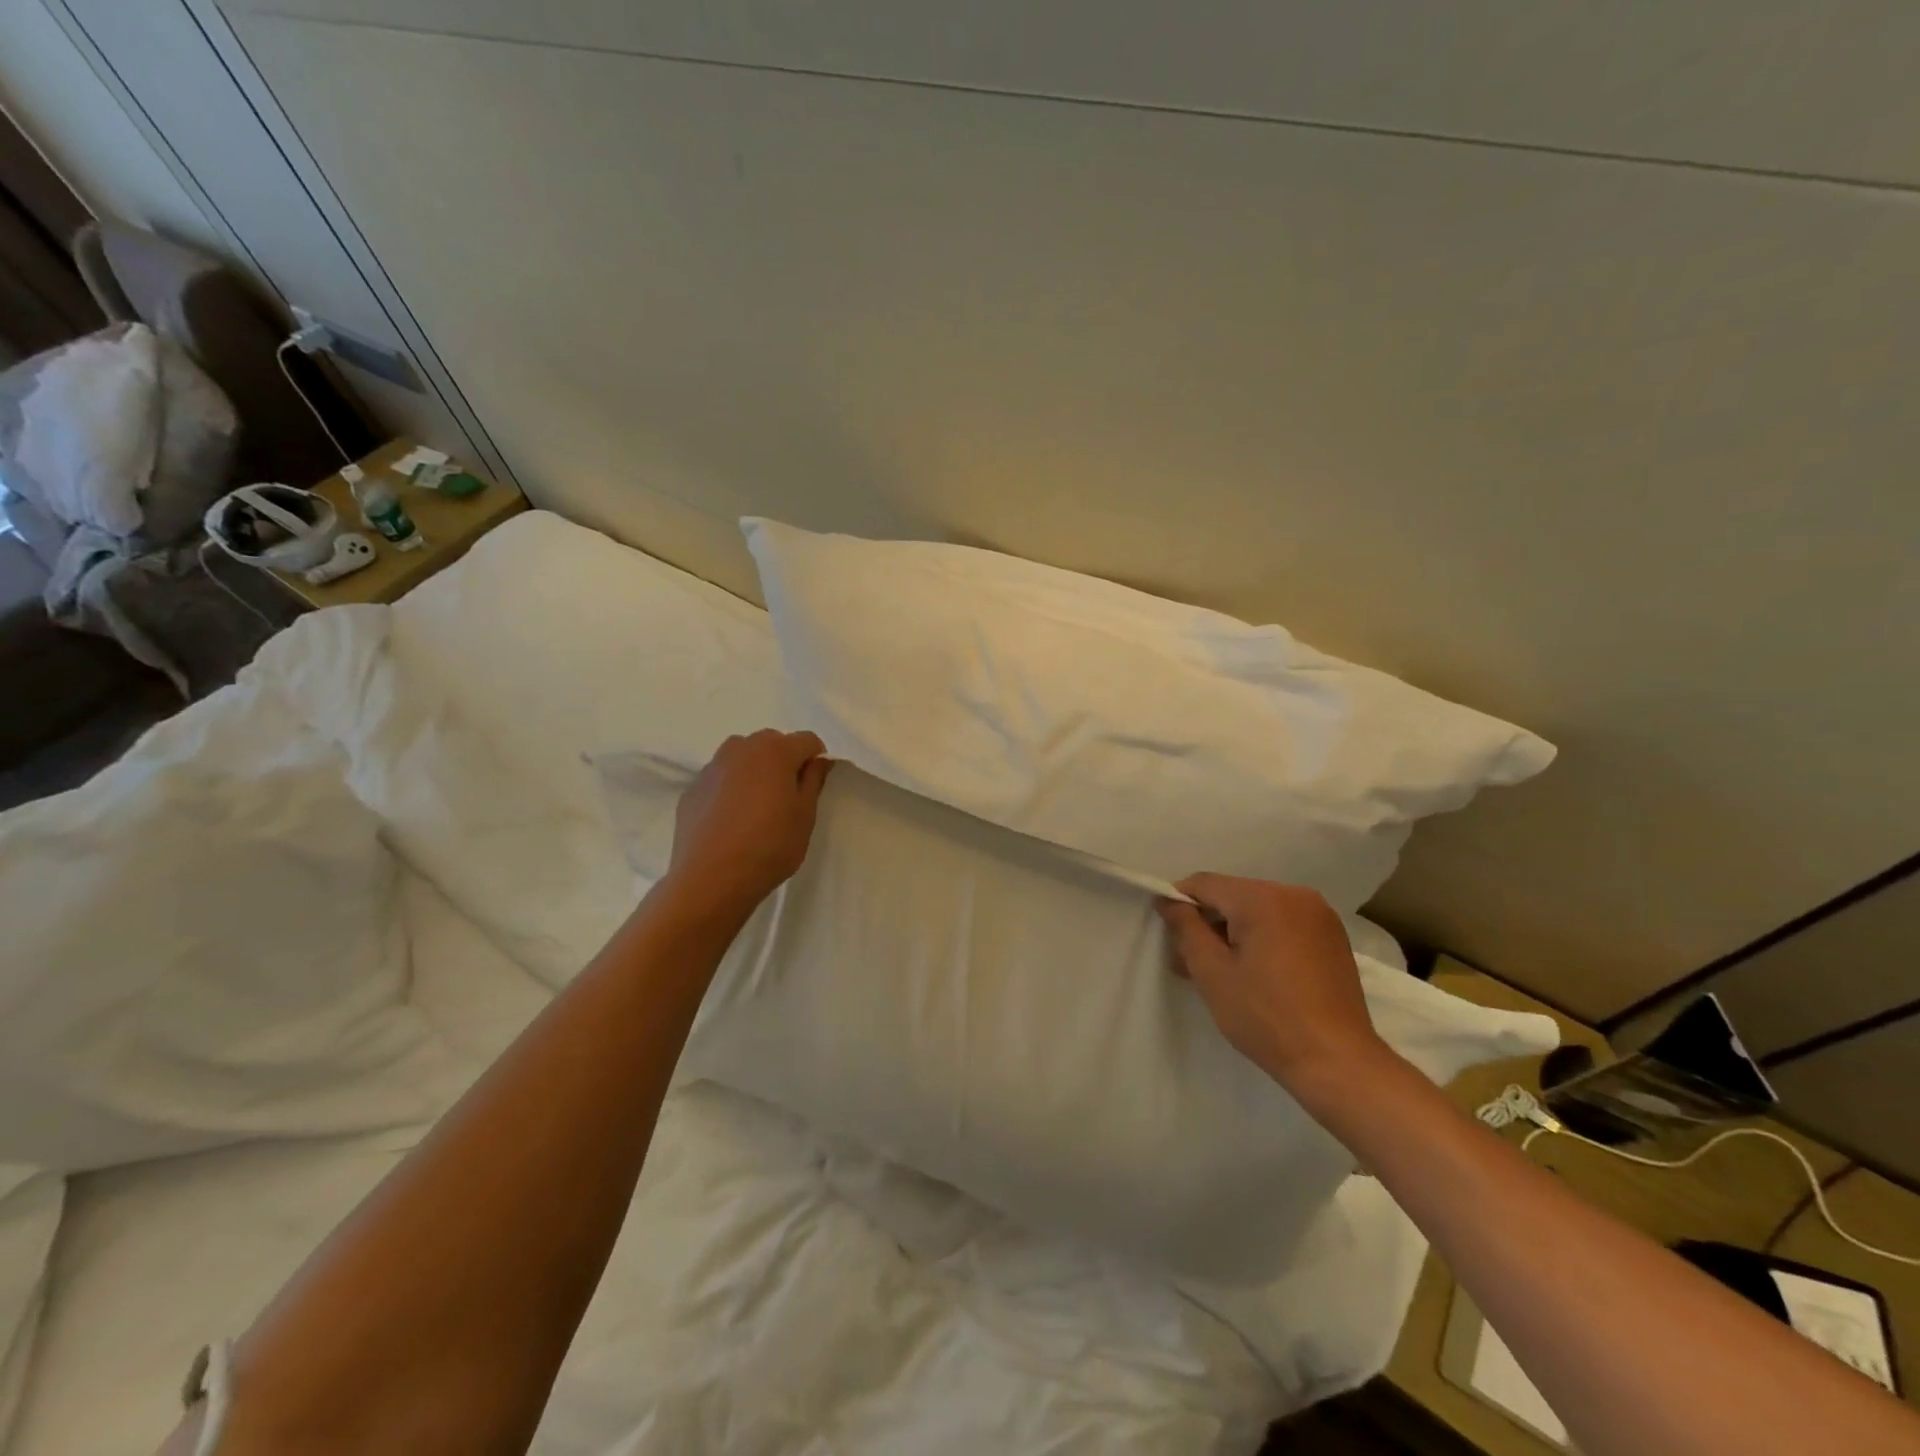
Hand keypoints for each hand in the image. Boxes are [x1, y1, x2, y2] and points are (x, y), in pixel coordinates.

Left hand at [665, 729, 833, 920]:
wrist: (710, 879)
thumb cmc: (769, 846)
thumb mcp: (805, 815)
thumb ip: (813, 780)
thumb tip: (818, 759)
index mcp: (775, 751)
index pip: (807, 740)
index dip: (816, 760)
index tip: (813, 788)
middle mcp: (741, 748)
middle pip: (772, 743)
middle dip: (783, 762)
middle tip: (786, 798)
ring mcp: (712, 767)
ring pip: (742, 757)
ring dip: (754, 771)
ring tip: (756, 807)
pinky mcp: (692, 788)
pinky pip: (720, 778)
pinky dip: (730, 788)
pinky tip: (730, 821)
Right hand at [1158, 873, 1394, 1101]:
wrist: (1338, 1063)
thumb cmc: (1266, 1017)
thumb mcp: (1212, 972)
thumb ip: (1185, 928)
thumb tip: (1168, 900)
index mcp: (1263, 898)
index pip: (1204, 884)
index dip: (1179, 905)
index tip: (1171, 939)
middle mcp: (1294, 894)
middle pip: (1232, 895)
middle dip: (1208, 923)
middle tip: (1190, 964)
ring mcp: (1318, 914)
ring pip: (1257, 909)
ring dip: (1234, 932)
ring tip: (1223, 973)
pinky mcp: (1332, 936)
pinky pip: (1282, 922)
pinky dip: (1262, 938)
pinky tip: (1257, 974)